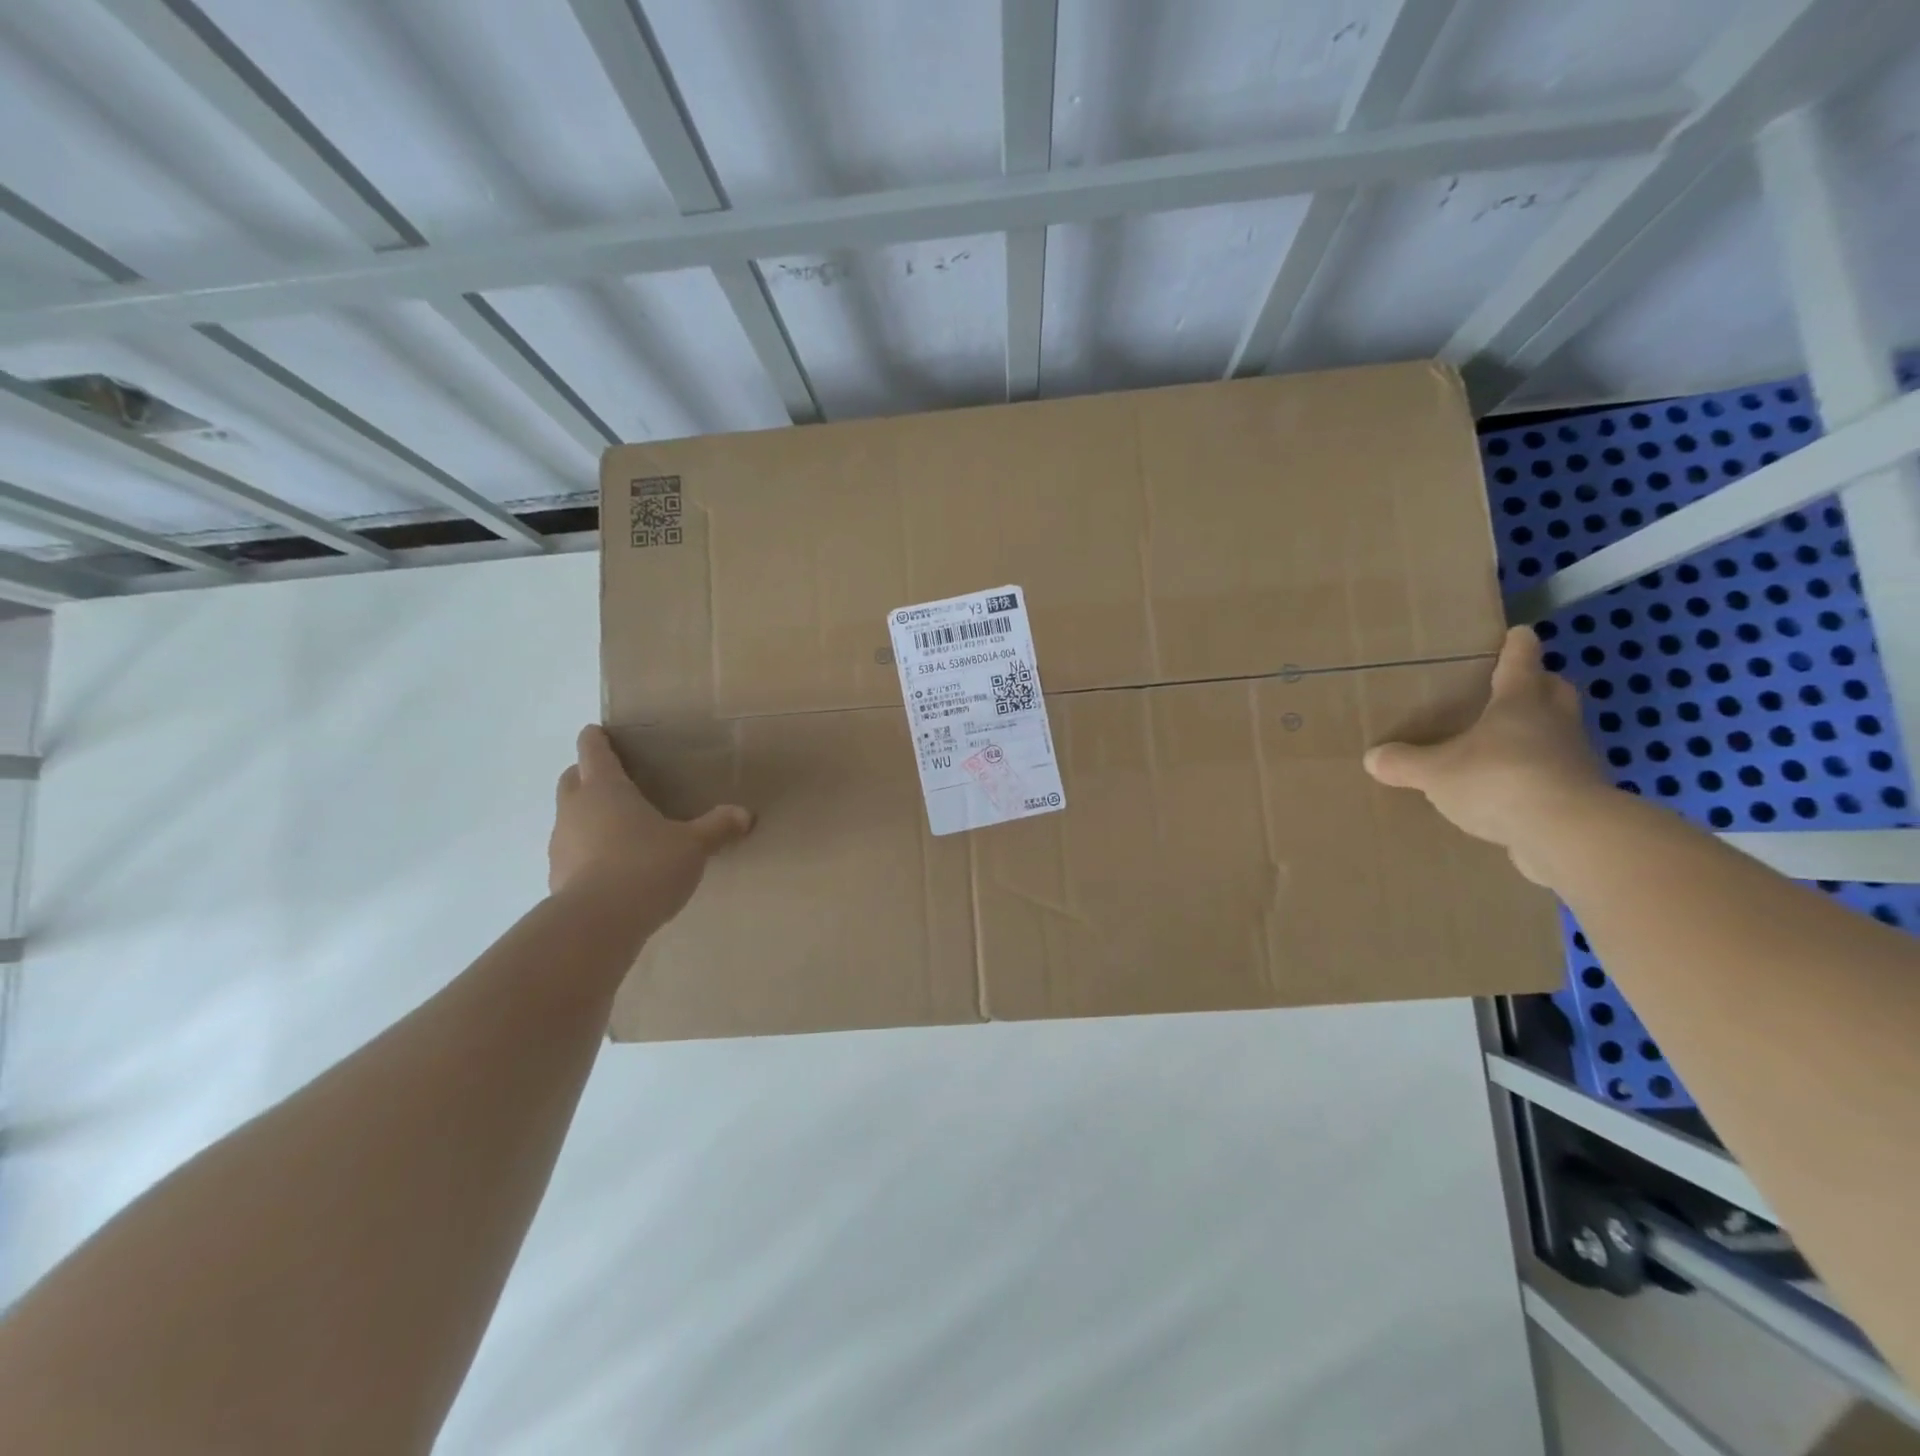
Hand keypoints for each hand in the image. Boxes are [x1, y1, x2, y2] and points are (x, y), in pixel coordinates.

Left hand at [548, 725, 752, 927]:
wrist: (598, 923)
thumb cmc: (646, 865)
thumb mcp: (693, 846)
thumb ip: (717, 827)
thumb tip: (745, 814)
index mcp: (606, 788)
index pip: (593, 750)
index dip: (596, 738)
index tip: (599, 732)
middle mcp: (575, 809)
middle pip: (572, 779)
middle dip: (587, 775)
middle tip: (616, 781)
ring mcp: (560, 843)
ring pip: (569, 817)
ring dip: (586, 816)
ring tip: (618, 828)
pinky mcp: (557, 877)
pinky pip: (571, 852)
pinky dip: (586, 851)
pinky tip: (611, 867)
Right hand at [1363, 626, 1611, 884]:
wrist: (1566, 833)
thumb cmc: (1498, 780)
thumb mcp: (1435, 772)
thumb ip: (1404, 762)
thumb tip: (1373, 757)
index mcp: (1519, 704)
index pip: (1520, 663)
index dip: (1517, 647)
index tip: (1519, 633)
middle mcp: (1554, 723)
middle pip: (1554, 692)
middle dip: (1541, 684)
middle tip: (1520, 685)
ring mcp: (1574, 760)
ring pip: (1560, 733)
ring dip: (1543, 732)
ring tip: (1509, 744)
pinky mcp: (1582, 797)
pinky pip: (1558, 776)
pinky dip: (1540, 776)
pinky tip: (1514, 791)